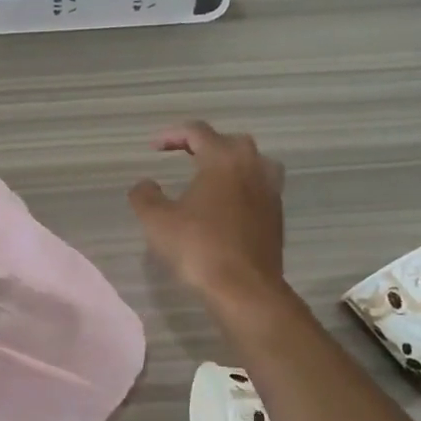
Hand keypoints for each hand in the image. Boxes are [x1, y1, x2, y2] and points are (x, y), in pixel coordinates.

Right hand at [128, 121, 286, 311]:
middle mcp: (252, 168)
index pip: (198, 132)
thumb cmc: (198, 248)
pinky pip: (260, 189)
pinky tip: (226, 207)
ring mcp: (270, 192)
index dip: (173, 134)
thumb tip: (145, 184)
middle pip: (231, 142)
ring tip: (212, 178)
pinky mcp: (276, 217)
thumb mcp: (157, 221)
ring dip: (232, 164)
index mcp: (223, 160)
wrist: (244, 288)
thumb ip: (145, 196)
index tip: (154, 148)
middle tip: (185, 156)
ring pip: (254, 163)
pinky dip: (242, 188)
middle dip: (206, 144)